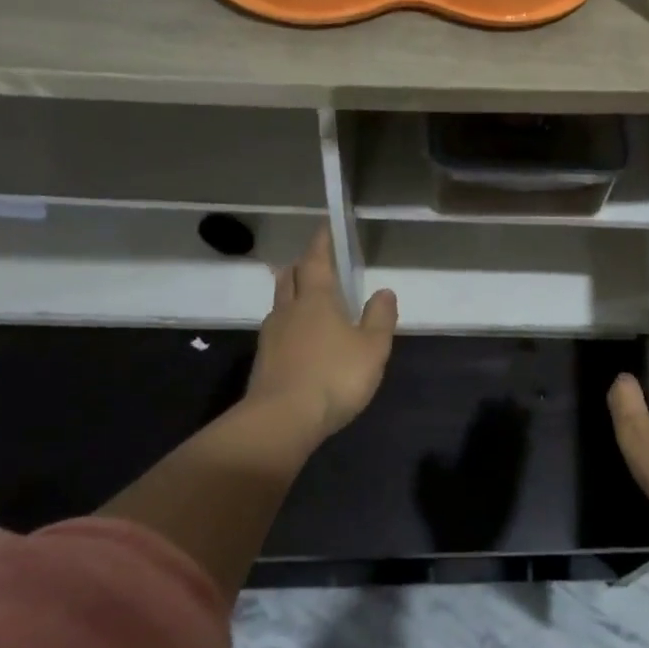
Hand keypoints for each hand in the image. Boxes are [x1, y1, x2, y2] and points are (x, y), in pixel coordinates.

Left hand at [246, 227, 397, 441]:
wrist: (282, 419)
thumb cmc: (334, 377)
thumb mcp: (372, 348)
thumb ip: (379, 317)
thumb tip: (384, 291)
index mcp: (317, 300)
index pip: (317, 261)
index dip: (321, 242)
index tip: (325, 228)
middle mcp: (289, 310)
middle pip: (290, 277)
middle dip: (302, 265)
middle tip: (314, 262)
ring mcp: (272, 335)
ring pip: (280, 302)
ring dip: (291, 293)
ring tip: (305, 297)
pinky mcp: (264, 360)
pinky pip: (277, 329)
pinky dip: (288, 323)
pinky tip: (298, 337)